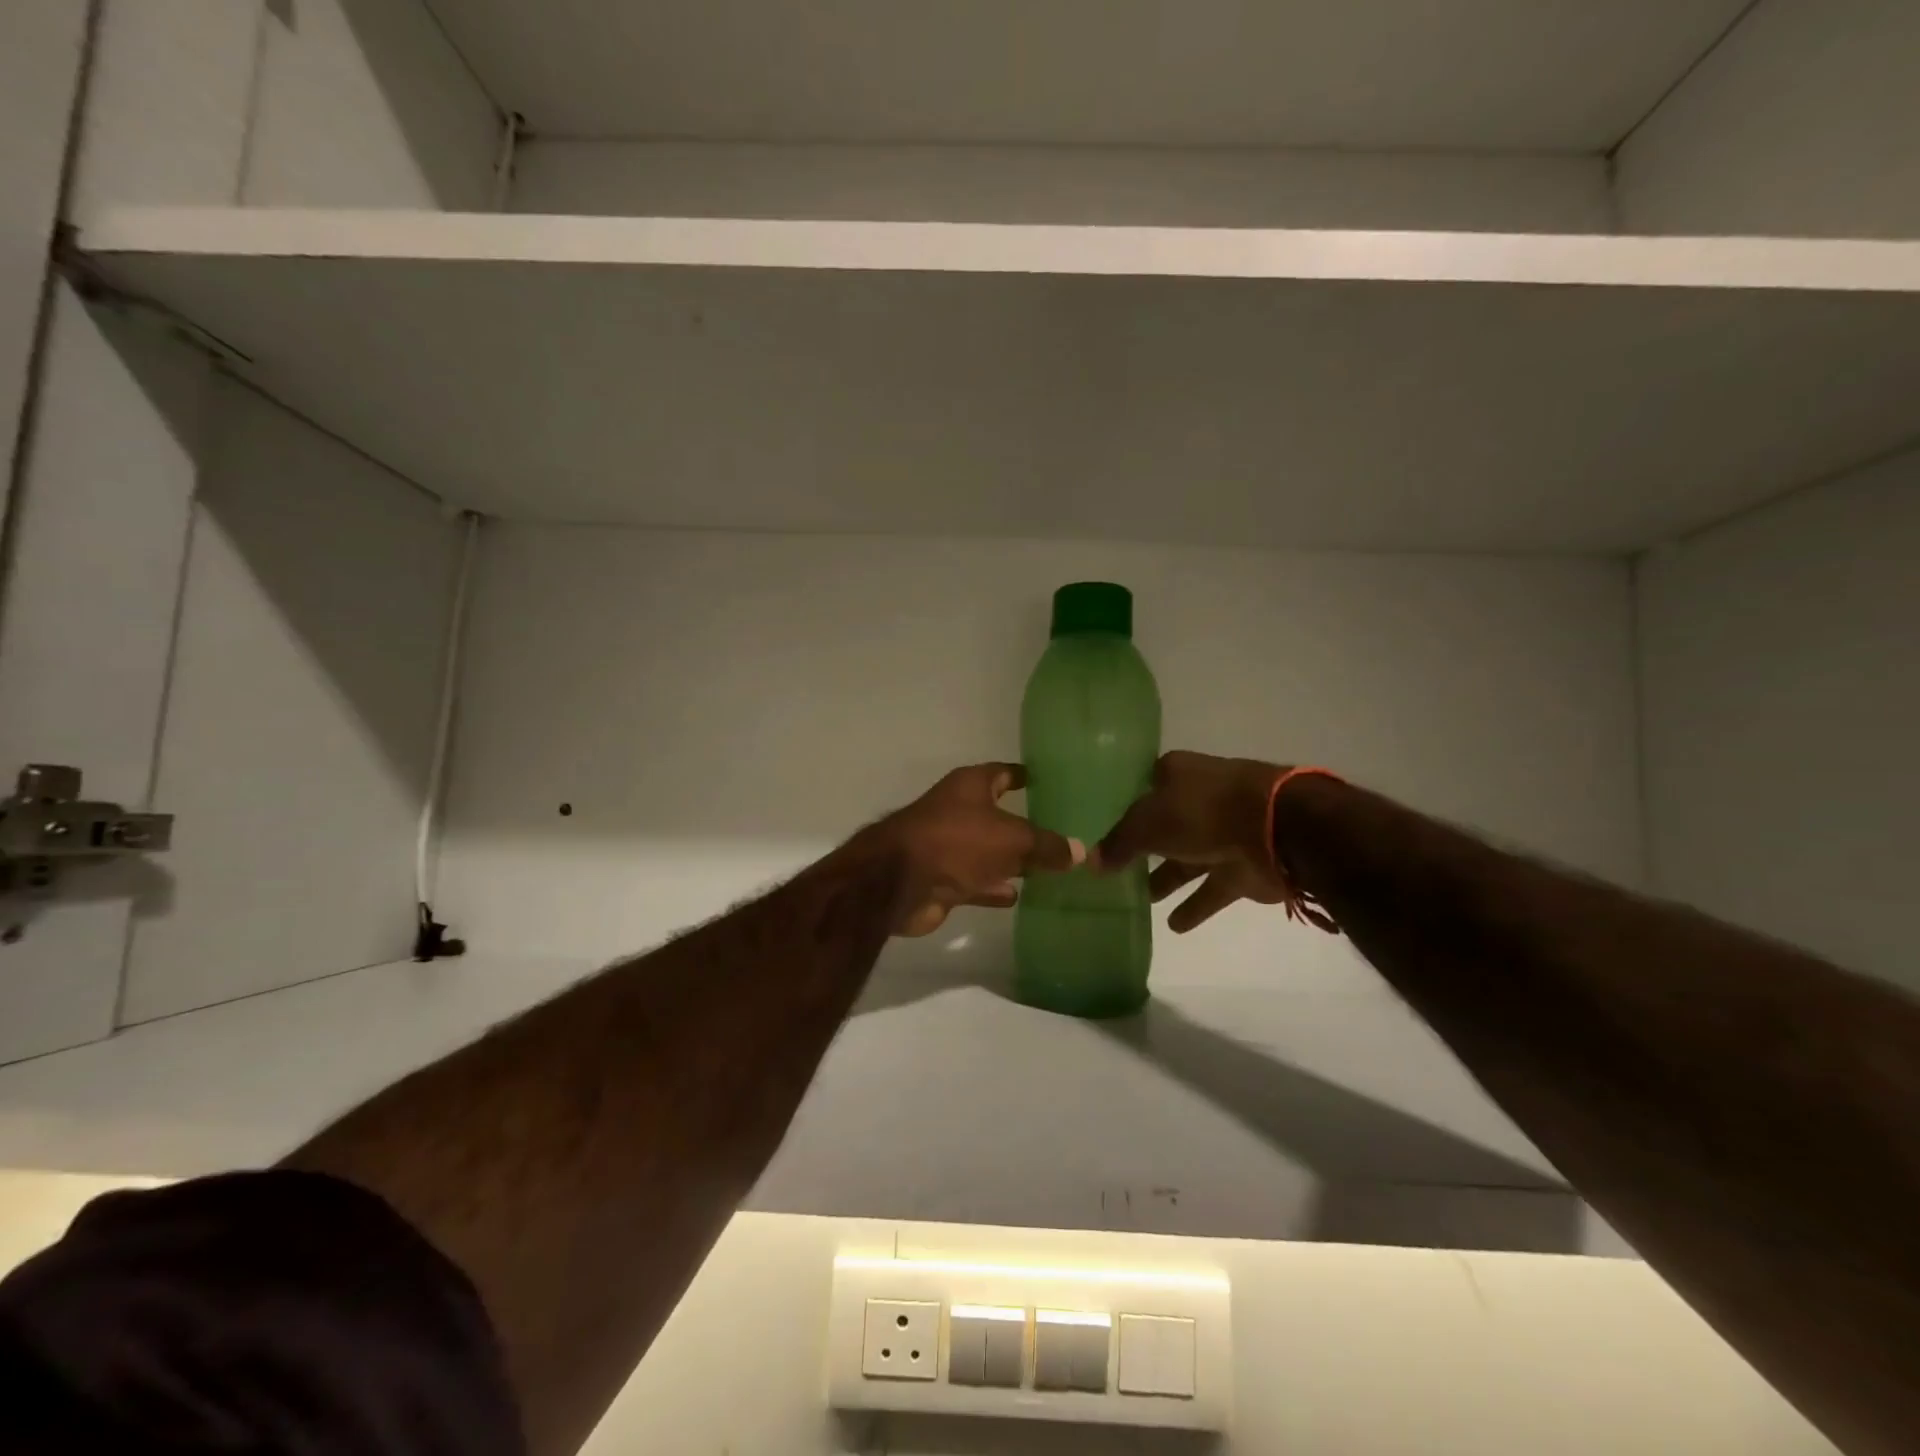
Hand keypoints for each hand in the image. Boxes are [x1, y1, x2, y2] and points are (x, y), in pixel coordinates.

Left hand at [867, 764, 1084, 936]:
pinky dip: (994, 886)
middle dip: (1026, 825)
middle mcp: (959, 810)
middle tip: (1063, 833)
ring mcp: (949, 845)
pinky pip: (977, 880)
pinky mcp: (943, 878)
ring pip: (989, 850)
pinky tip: (1018, 895)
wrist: (899, 881)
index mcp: (971, 786)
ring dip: (1012, 859)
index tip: (1051, 782)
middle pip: (999, 815)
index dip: (1026, 776)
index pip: (1005, 773)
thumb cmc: (958, 841)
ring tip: (1050, 868)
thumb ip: (1047, 845)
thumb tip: (1082, 852)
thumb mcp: (1013, 838)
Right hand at [1099, 751, 1292, 933]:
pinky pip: (1211, 888)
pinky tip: (1173, 926)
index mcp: (1175, 774)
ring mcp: (1222, 832)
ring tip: (1139, 901)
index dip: (1120, 808)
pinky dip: (1195, 905)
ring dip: (1166, 878)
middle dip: (1142, 848)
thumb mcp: (1146, 824)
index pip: (1140, 788)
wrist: (1276, 829)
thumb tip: (1090, 862)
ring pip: (1186, 858)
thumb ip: (1118, 843)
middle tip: (1112, 871)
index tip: (1097, 830)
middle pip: (1163, 825)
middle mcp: (1198, 799)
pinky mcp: (1241, 866)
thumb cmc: (1202, 811)